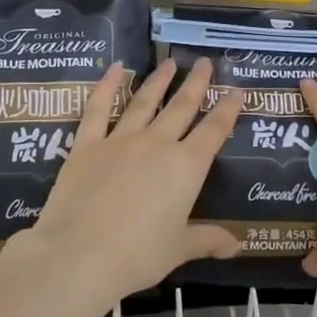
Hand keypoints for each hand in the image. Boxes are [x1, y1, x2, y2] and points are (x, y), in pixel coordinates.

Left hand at [1, 57, 242, 301]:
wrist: (80, 254)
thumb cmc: (138, 255)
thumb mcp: (178, 249)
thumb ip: (207, 240)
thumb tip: (237, 246)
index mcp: (186, 167)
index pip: (214, 131)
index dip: (227, 110)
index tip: (236, 90)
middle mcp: (157, 144)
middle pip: (182, 107)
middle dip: (196, 83)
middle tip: (204, 61)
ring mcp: (120, 140)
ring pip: (144, 102)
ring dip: (159, 81)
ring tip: (169, 63)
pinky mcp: (87, 145)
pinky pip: (98, 109)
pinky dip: (107, 86)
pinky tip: (116, 68)